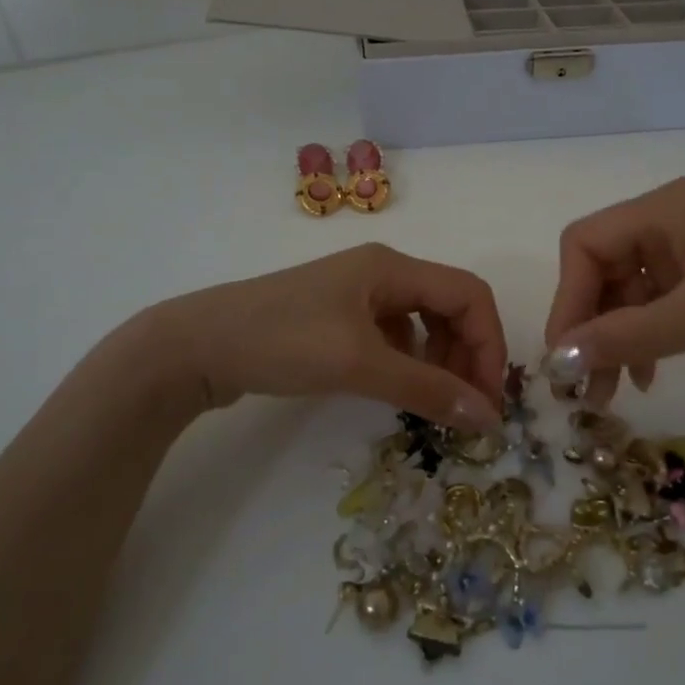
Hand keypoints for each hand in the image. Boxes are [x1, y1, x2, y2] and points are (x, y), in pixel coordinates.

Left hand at [160, 244, 506, 429]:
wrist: (195, 347)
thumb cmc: (281, 341)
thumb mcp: (359, 364)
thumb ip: (426, 389)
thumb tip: (487, 417)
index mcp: (392, 267)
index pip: (469, 294)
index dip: (489, 342)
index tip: (488, 397)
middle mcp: (382, 274)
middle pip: (449, 307)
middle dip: (467, 355)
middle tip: (467, 408)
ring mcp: (358, 296)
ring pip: (423, 324)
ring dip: (441, 361)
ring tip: (437, 403)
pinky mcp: (338, 320)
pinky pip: (394, 338)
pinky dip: (410, 363)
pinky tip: (401, 390)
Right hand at [544, 177, 684, 400]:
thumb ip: (624, 336)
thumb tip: (557, 359)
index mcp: (665, 208)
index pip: (584, 243)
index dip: (567, 299)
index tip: (563, 357)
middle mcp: (675, 219)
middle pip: (606, 268)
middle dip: (591, 327)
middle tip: (582, 389)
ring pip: (633, 291)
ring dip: (617, 339)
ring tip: (610, 394)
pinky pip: (664, 303)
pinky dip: (650, 336)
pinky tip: (648, 375)